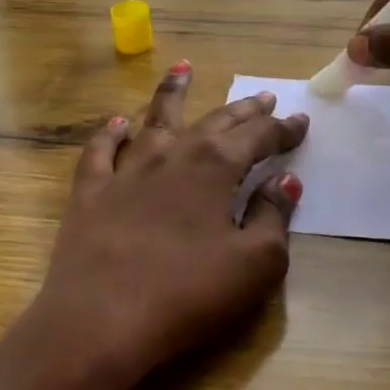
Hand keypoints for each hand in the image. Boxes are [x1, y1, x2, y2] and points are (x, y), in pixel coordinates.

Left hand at [0, 62, 308, 389]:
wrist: (101, 320)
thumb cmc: (188, 294)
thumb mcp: (255, 264)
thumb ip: (274, 216)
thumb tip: (285, 180)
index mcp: (215, 167)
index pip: (258, 137)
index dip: (282, 130)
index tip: (300, 122)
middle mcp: (172, 155)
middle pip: (214, 122)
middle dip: (243, 109)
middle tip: (263, 96)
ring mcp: (126, 170)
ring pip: (154, 119)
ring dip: (173, 93)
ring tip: (184, 69)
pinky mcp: (90, 193)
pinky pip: (100, 151)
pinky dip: (110, 134)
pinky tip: (117, 123)